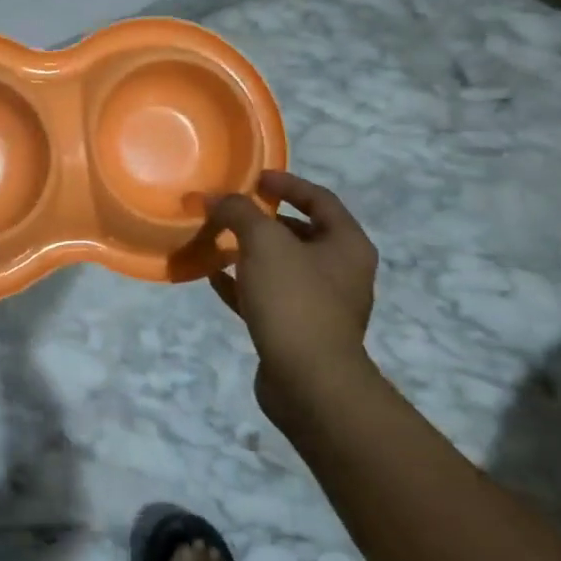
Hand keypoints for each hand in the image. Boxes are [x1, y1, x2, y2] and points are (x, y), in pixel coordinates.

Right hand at [204, 170, 381, 432]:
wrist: (309, 382)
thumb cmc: (294, 300)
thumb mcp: (263, 242)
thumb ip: (238, 212)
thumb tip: (213, 198)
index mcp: (347, 245)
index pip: (319, 198)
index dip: (286, 183)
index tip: (253, 178)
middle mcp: (341, 272)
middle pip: (301, 233)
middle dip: (264, 220)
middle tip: (231, 211)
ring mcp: (321, 305)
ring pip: (282, 266)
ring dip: (251, 252)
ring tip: (217, 240)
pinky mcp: (298, 331)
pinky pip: (268, 297)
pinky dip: (243, 284)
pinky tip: (213, 278)